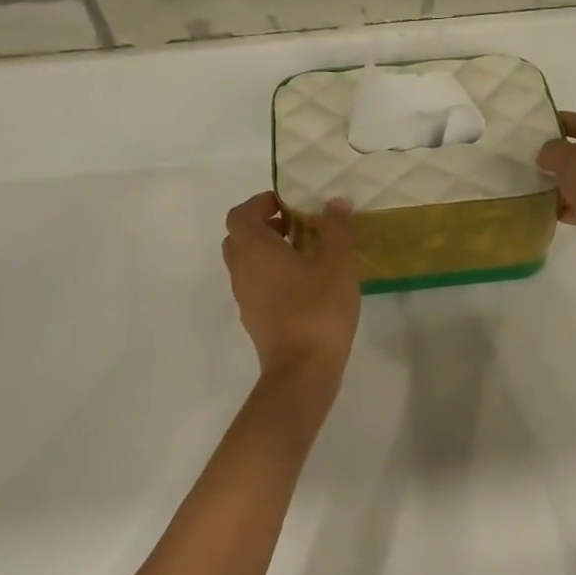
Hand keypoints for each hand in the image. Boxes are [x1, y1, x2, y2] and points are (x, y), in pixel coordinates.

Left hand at [222, 192, 361, 378]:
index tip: (289, 203)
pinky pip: (256, 286)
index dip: (261, 203)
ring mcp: (244, 298)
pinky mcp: (255, 320)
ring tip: (305, 254)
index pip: (240, 214)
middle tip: (296, 226)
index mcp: (254, 249)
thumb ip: (336, 230)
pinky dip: (272, 276)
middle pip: (239, 238)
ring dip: (268, 253)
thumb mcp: (336, 264)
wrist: (301, 371)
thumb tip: (335, 203)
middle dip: (263, 226)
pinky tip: (304, 286)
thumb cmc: (317, 309)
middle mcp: (241, 270)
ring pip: (246, 264)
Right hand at [537, 111, 575, 284]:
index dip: (556, 121)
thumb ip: (552, 151)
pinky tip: (547, 212)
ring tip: (530, 187)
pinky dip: (567, 208)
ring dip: (559, 184)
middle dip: (554, 156)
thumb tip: (546, 156)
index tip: (530, 130)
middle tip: (525, 161)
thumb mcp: (570, 160)